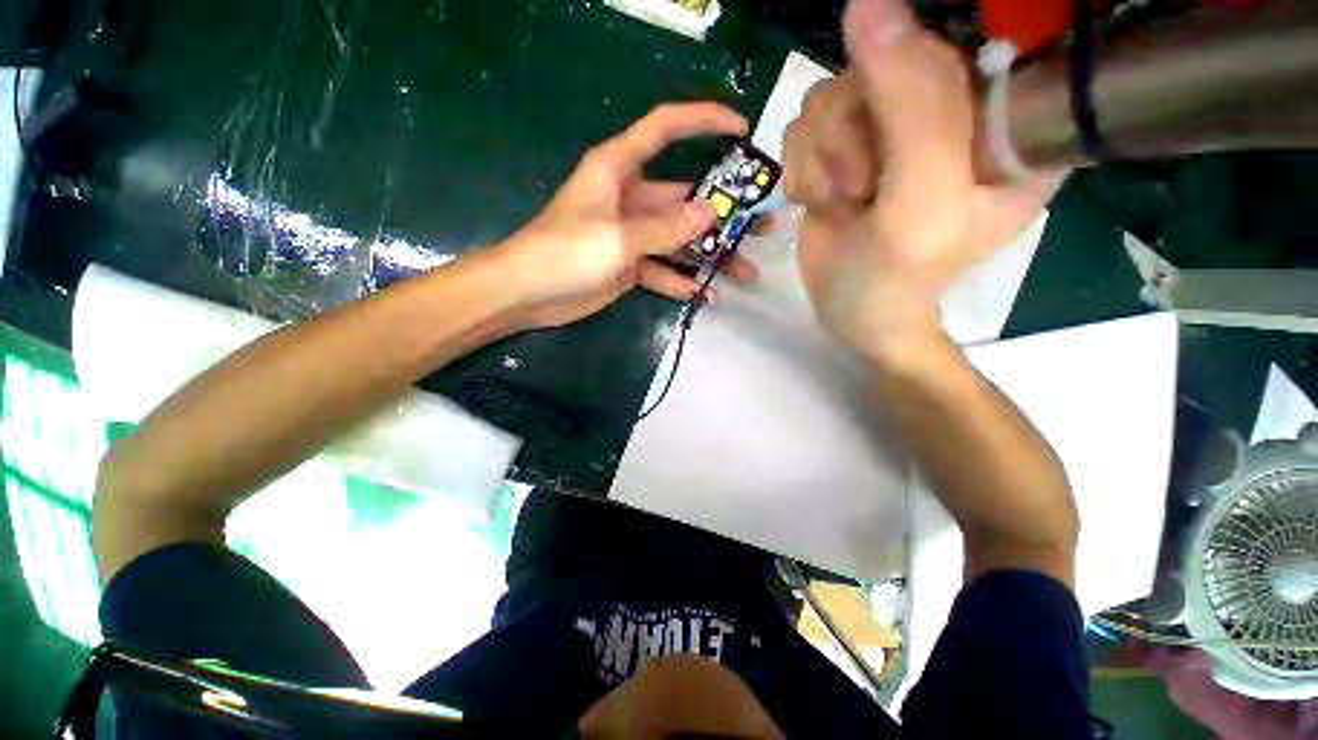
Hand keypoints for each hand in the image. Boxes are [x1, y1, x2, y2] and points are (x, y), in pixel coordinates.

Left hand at [493, 103, 759, 329]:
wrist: (519, 294)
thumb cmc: (561, 252)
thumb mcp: (617, 238)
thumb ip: (666, 227)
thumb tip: (711, 214)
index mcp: (619, 165)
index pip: (666, 126)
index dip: (704, 119)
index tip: (743, 128)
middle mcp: (630, 191)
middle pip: (687, 190)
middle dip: (727, 207)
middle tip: (766, 222)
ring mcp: (630, 227)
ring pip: (681, 233)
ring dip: (712, 249)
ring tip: (749, 269)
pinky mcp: (627, 259)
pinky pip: (664, 264)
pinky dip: (683, 278)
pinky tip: (710, 294)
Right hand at [782, 0, 1062, 360]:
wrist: (855, 315)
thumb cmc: (904, 281)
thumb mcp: (924, 202)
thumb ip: (911, 105)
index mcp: (1009, 134)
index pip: (976, 57)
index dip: (922, 75)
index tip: (897, 135)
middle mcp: (964, 114)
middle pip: (894, 56)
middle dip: (857, 121)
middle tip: (864, 184)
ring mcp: (910, 115)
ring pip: (844, 80)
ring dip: (827, 144)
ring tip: (845, 199)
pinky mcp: (864, 123)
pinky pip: (816, 103)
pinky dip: (808, 152)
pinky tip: (826, 193)